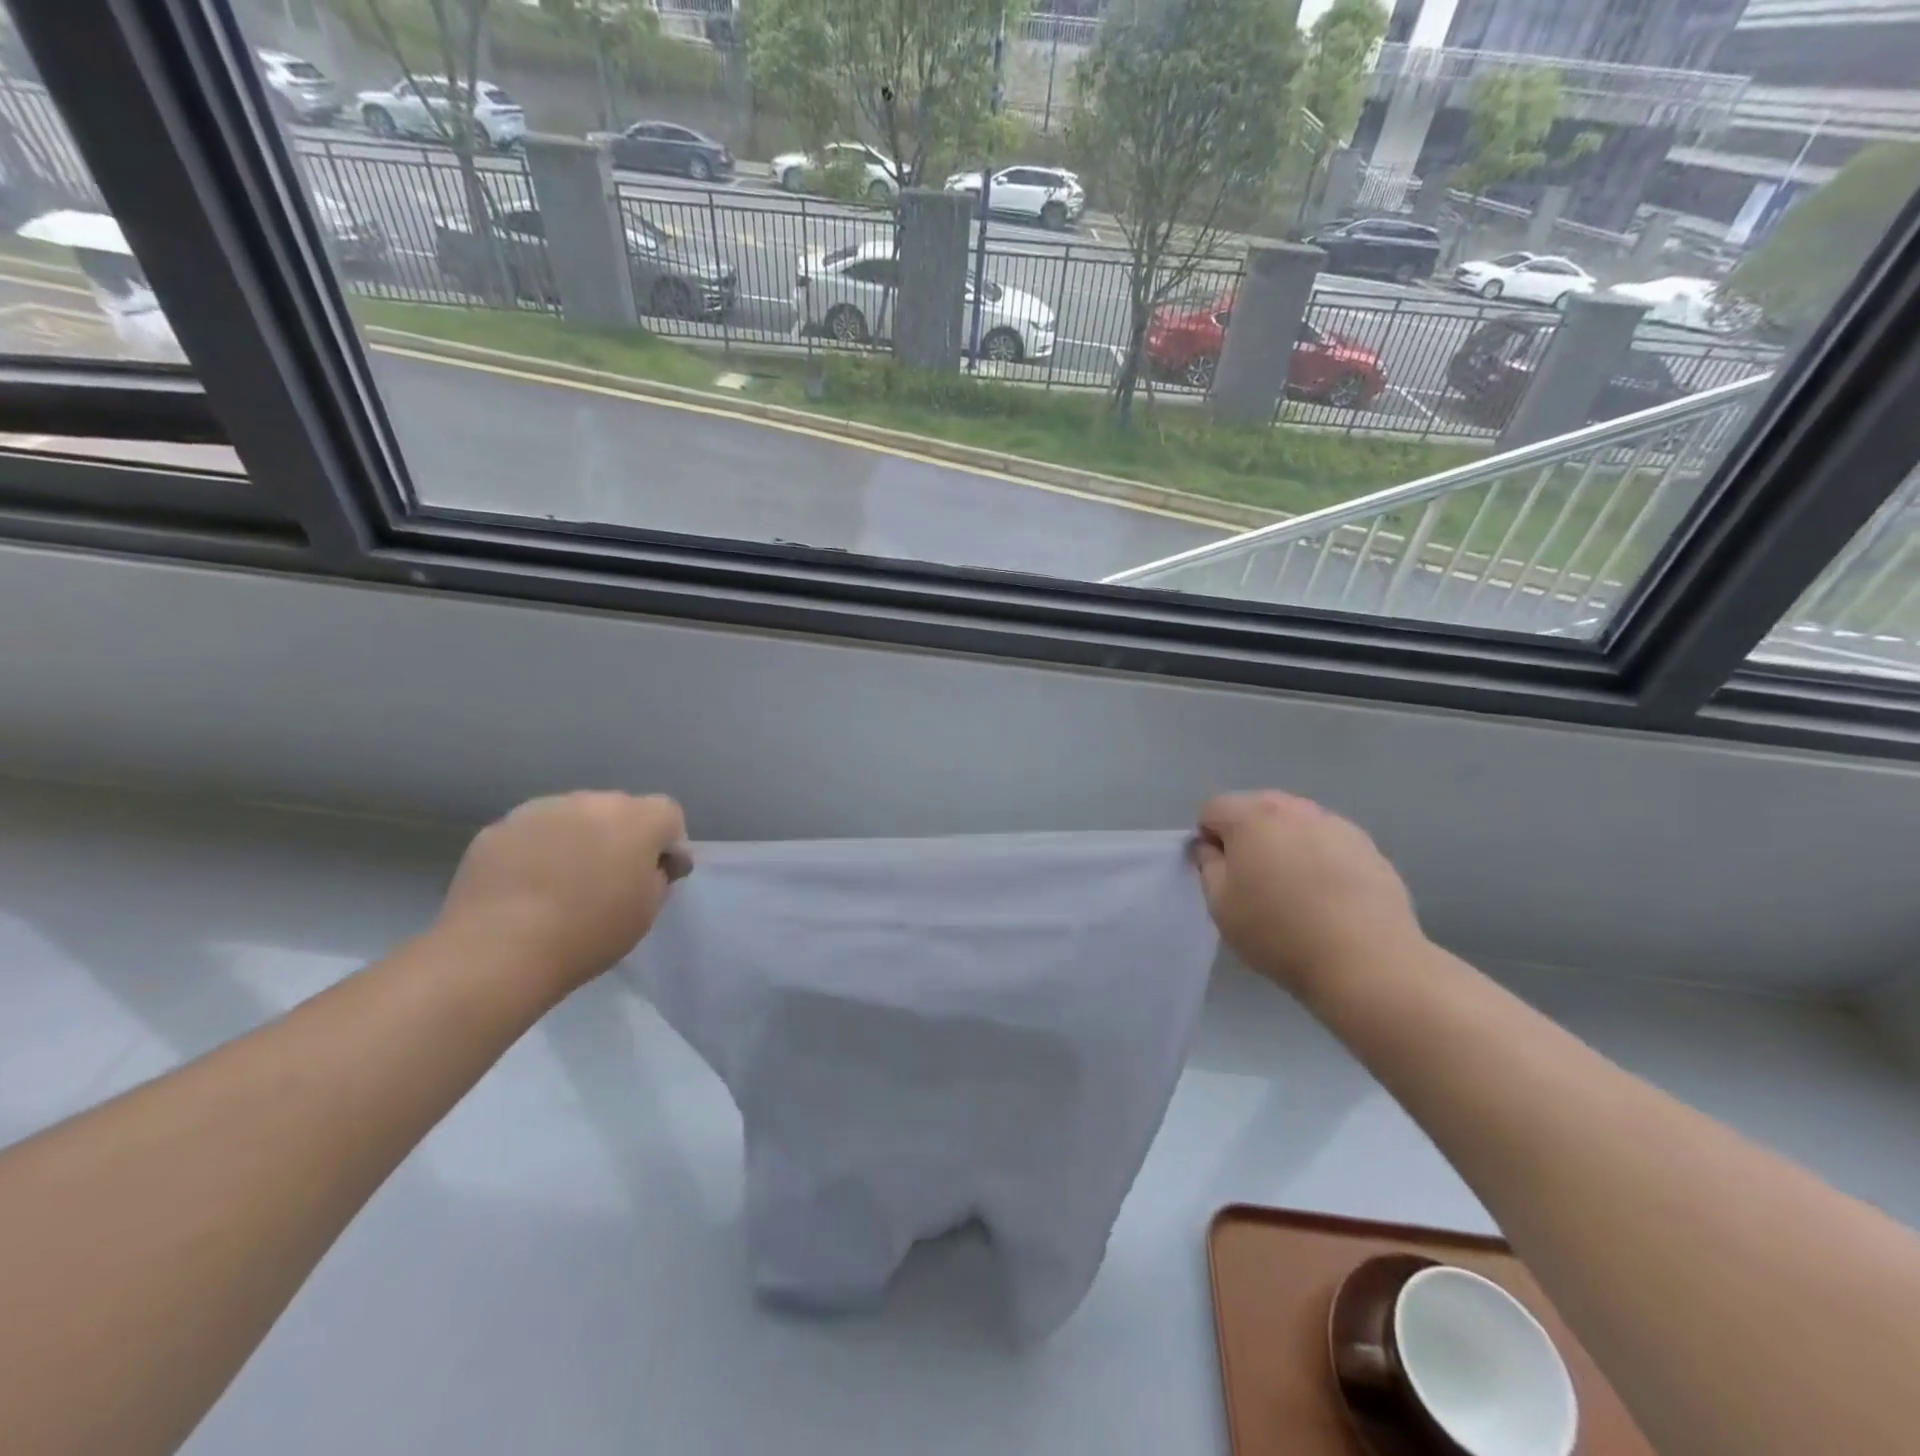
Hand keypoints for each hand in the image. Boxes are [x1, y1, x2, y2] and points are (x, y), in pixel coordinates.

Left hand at [437, 791, 690, 997]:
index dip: (668, 844)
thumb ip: (657, 877)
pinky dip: (538, 851)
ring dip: (578, 839)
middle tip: (609, 880)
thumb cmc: (588, 932)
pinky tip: (527, 887)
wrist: (498, 950)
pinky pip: (533, 833)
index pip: (668, 815)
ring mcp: (541, 810)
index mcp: (637, 819)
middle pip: (619, 811)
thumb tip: (650, 864)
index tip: (657, 877)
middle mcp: (592, 801)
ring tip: (562, 883)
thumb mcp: (646, 912)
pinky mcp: (499, 828)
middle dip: (622, 837)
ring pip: (574, 817)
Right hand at [1191, 791, 1422, 1002]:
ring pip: (1295, 824)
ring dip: (1285, 845)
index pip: (1213, 809)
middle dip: (1247, 836)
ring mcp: (1336, 824)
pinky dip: (1319, 859)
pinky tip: (1327, 897)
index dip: (1207, 839)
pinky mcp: (1368, 847)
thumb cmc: (1278, 931)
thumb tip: (1210, 847)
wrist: (1366, 961)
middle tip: (1252, 880)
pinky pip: (1328, 843)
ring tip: (1294, 890)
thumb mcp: (1220, 905)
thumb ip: (1206, 866)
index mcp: (1251, 816)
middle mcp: (1294, 808)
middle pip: (1256, 808)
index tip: (1219, 873)